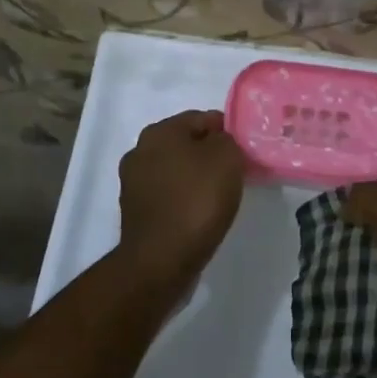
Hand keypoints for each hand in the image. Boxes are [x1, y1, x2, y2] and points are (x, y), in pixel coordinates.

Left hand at [117, 109, 245, 289]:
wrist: (161, 260)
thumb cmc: (197, 200)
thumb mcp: (227, 158)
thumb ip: (227, 140)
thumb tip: (218, 143)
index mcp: (159, 131)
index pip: (201, 118)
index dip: (226, 131)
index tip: (244, 151)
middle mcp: (139, 150)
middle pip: (185, 144)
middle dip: (208, 154)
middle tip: (233, 173)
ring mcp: (132, 182)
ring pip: (175, 170)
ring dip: (194, 178)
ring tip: (218, 196)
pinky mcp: (134, 211)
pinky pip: (167, 195)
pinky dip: (183, 199)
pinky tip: (199, 214)